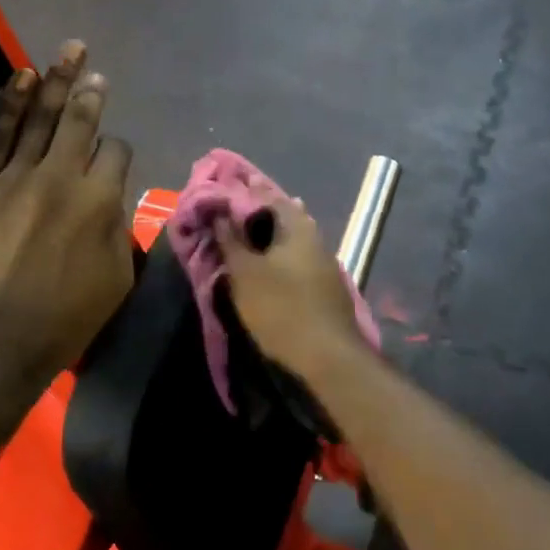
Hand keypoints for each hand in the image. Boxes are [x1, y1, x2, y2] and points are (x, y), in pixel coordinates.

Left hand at [0, 41, 134, 394]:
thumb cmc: (66, 320)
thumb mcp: (118, 278)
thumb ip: (118, 226)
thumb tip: (109, 196)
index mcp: (100, 201)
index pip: (115, 151)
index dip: (117, 149)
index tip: (111, 158)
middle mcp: (61, 178)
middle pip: (79, 121)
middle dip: (91, 92)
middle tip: (94, 69)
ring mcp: (15, 178)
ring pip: (40, 118)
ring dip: (56, 81)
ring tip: (69, 51)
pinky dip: (10, 103)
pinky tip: (21, 77)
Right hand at [214, 200, 368, 388]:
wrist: (329, 357)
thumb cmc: (281, 309)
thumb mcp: (245, 274)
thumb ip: (231, 241)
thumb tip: (221, 214)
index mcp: (297, 226)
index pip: (266, 195)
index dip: (242, 193)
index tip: (220, 194)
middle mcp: (314, 236)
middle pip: (282, 215)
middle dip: (256, 214)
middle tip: (229, 217)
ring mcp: (324, 260)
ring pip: (290, 238)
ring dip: (268, 236)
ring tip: (242, 240)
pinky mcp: (326, 284)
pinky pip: (297, 257)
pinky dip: (278, 255)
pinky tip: (267, 265)